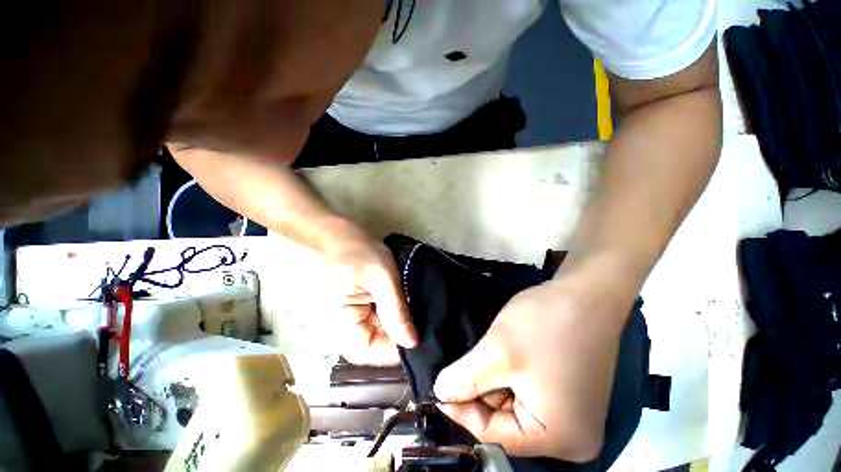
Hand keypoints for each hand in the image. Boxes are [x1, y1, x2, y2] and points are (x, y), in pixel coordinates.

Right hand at [321, 220, 417, 365]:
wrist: (347, 235)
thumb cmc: (360, 253)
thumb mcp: (381, 279)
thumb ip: (394, 311)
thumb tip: (412, 344)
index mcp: (344, 324)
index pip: (372, 351)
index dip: (397, 350)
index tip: (423, 339)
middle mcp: (352, 327)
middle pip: (380, 343)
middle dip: (405, 336)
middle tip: (430, 326)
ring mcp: (361, 317)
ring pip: (386, 331)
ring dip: (405, 324)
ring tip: (427, 317)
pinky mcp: (370, 307)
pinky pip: (387, 318)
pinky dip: (402, 314)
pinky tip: (417, 308)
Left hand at [433, 259, 636, 460]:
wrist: (586, 293)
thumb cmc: (545, 324)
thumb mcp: (497, 352)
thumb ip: (465, 379)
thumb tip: (440, 393)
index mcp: (560, 439)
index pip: (495, 436)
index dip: (463, 412)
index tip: (440, 390)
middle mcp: (572, 436)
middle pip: (507, 421)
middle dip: (481, 391)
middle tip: (464, 365)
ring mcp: (574, 411)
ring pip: (515, 402)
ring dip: (495, 378)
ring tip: (489, 353)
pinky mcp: (571, 389)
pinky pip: (529, 390)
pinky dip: (510, 373)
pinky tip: (504, 352)